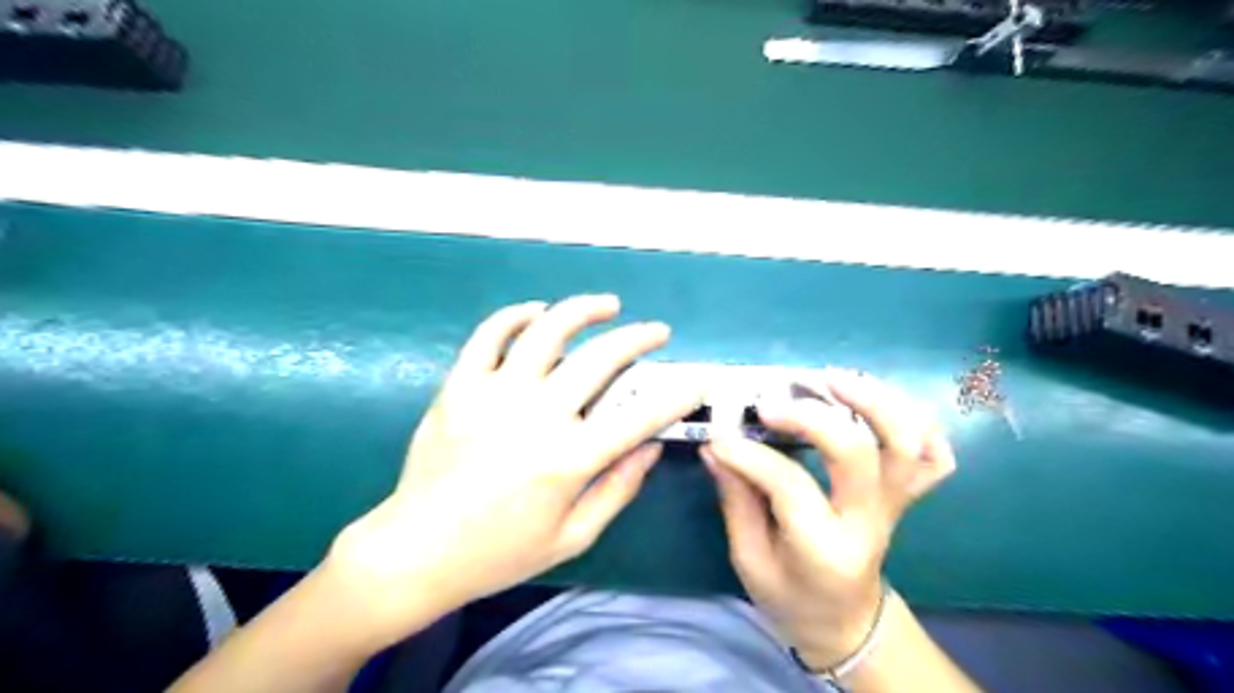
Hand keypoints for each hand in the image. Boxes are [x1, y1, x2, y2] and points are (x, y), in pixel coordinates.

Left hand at [325, 294, 703, 649]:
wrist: (416, 550)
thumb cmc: (499, 552)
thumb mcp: (572, 537)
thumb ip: (617, 489)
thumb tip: (650, 448)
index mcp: (569, 459)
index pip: (640, 416)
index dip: (678, 394)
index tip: (698, 378)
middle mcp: (538, 416)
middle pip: (601, 359)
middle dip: (639, 338)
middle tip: (656, 332)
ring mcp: (495, 394)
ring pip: (547, 331)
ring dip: (583, 310)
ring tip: (607, 305)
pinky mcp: (460, 386)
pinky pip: (489, 335)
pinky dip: (515, 316)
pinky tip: (536, 312)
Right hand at [703, 370, 951, 667]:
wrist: (847, 622)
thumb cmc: (791, 596)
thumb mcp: (750, 560)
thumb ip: (736, 501)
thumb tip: (717, 446)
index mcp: (825, 549)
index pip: (790, 485)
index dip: (750, 455)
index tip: (719, 437)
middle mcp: (869, 522)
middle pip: (858, 454)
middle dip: (812, 417)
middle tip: (771, 401)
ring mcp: (895, 505)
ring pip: (906, 444)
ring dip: (873, 401)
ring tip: (831, 378)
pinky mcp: (905, 495)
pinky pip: (935, 456)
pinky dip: (919, 423)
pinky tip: (880, 404)